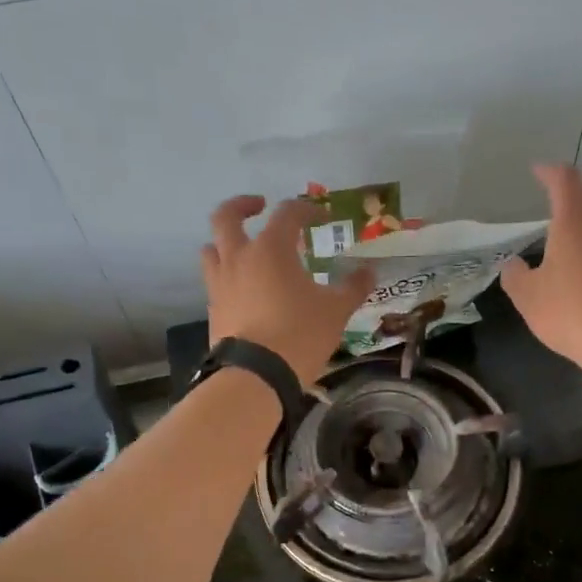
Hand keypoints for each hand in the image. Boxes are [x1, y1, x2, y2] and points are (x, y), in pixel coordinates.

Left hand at [202, 195, 373, 385]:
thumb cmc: (300, 334)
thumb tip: (369, 272)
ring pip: (212, 249)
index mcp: (271, 249)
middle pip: (226, 217)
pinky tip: (245, 290)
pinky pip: (215, 281)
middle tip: (259, 206)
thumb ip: (352, 287)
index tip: (322, 218)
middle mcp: (239, 258)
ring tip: (244, 250)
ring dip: (226, 242)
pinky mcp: (213, 309)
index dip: (307, 210)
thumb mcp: (336, 311)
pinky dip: (228, 276)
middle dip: (242, 205)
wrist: (255, 376)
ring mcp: (220, 284)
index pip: (287, 213)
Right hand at [500, 165, 581, 368]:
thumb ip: (515, 276)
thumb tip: (511, 264)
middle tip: (559, 200)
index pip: (565, 181)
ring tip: (570, 241)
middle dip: (579, 189)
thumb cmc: (571, 314)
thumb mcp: (528, 298)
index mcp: (574, 224)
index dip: (550, 172)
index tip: (537, 171)